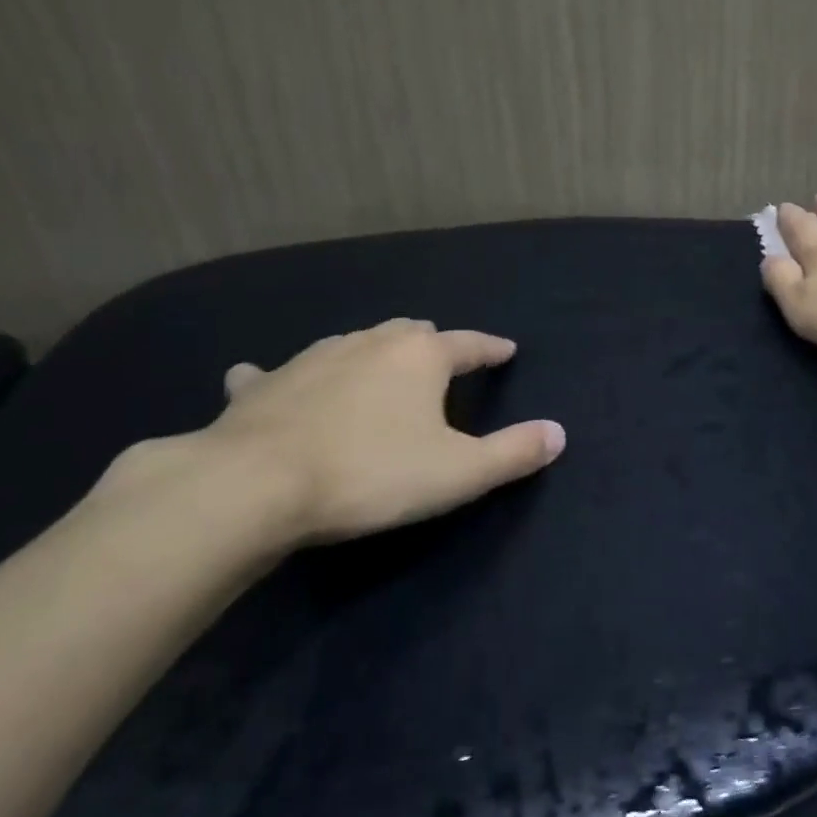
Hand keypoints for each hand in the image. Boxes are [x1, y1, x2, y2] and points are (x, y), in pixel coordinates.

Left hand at [96, 319, 564, 557]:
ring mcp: (313, 358)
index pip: (469, 344)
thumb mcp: (458, 473)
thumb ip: (513, 453)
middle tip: (440, 359)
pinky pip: (273, 373)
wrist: (257, 484)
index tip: (507, 350)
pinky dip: (278, 376)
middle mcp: (370, 343)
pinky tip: (261, 379)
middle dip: (430, 343)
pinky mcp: (264, 384)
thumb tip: (559, 433)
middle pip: (410, 332)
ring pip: (352, 343)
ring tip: (375, 367)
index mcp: (420, 357)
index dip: (491, 348)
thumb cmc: (371, 474)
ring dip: (370, 353)